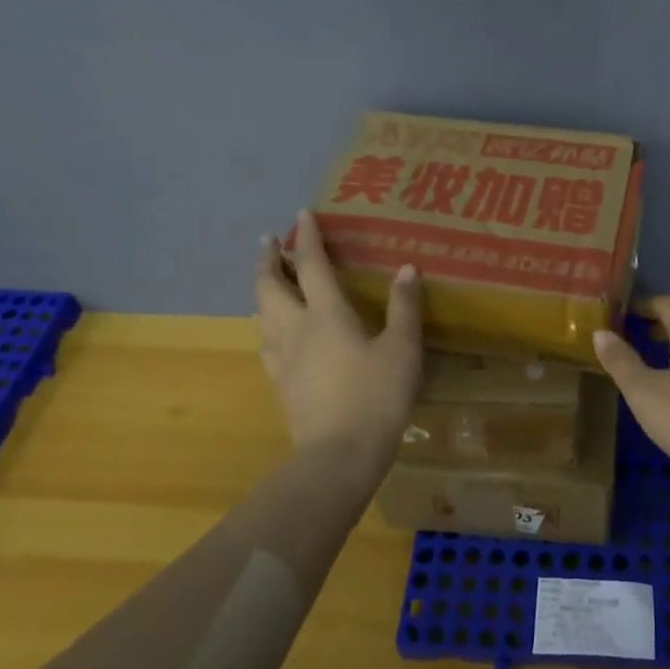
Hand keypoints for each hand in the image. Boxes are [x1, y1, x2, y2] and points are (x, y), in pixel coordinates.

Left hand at [256, 210, 422, 472]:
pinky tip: (271, 334)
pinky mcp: (281, 384)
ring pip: (262, 315)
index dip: (306, 237)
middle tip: (267, 241)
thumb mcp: (402, 349)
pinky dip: (266, 326)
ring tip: (266, 281)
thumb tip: (407, 268)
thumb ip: (404, 307)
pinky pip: (266, 344)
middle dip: (268, 260)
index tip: (301, 214)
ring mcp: (283, 359)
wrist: (339, 454)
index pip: (311, 265)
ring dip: (262, 290)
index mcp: (328, 315)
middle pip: (271, 287)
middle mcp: (297, 329)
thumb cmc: (376, 396)